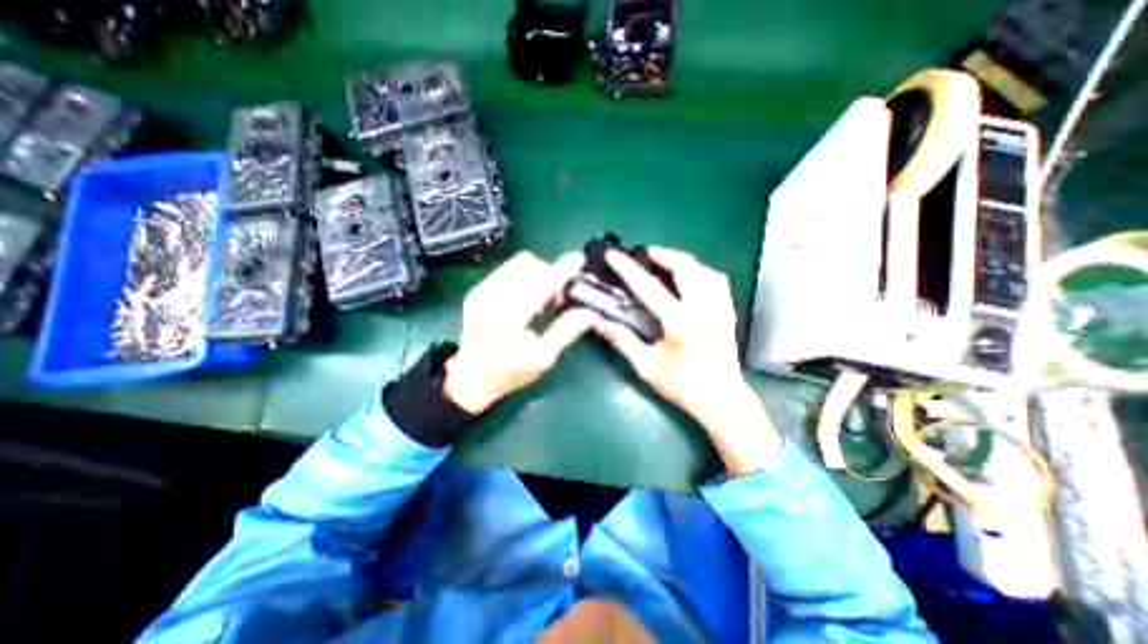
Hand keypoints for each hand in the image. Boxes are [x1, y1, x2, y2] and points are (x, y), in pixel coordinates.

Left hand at [440, 248, 597, 413]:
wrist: (469, 377)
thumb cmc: (508, 373)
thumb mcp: (541, 359)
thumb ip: (565, 332)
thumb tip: (589, 313)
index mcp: (507, 320)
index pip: (540, 285)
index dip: (562, 271)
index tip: (578, 259)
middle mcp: (490, 299)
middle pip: (528, 265)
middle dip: (549, 273)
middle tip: (556, 298)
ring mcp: (480, 292)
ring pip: (517, 264)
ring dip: (538, 274)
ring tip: (542, 299)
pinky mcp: (477, 291)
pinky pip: (507, 270)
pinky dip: (525, 277)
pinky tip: (527, 298)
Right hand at [593, 248, 780, 473]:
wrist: (721, 399)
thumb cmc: (682, 385)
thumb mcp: (646, 366)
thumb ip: (623, 340)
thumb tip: (598, 322)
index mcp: (681, 324)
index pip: (650, 288)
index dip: (629, 270)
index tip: (614, 256)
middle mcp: (704, 310)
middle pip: (686, 268)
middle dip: (664, 255)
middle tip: (645, 254)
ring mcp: (720, 309)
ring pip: (704, 271)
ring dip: (683, 261)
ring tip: (666, 261)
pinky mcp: (728, 312)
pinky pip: (717, 281)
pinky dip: (701, 272)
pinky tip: (691, 276)